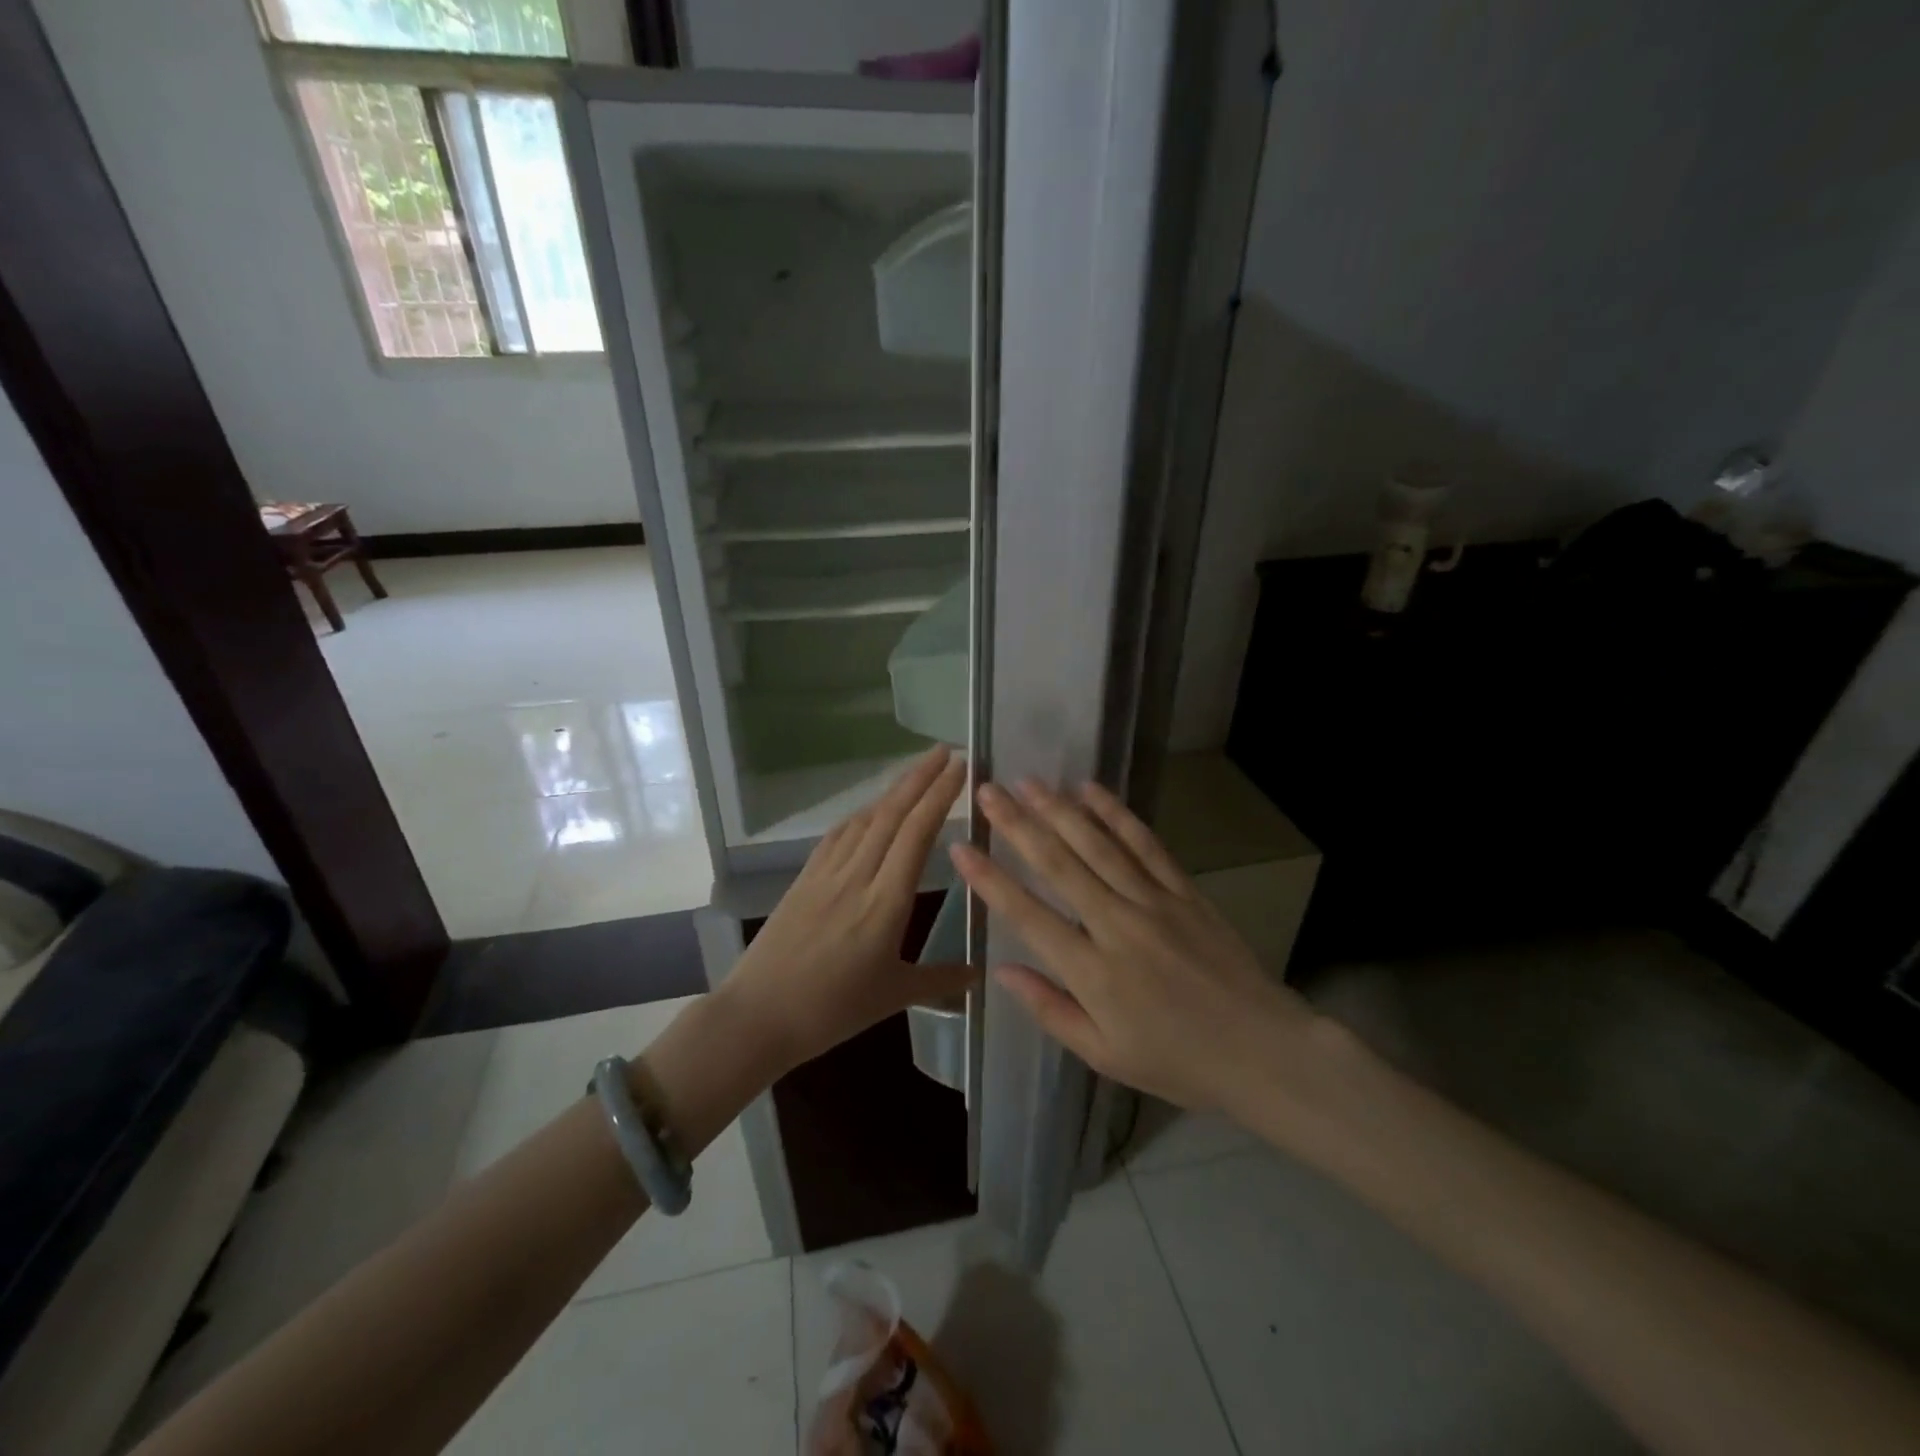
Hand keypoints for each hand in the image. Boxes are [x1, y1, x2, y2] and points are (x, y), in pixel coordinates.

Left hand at [723, 747, 974, 1073]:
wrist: (757, 1016)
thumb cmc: (831, 1010)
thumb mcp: (894, 997)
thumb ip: (941, 980)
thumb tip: (980, 973)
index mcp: (886, 902)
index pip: (917, 833)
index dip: (940, 795)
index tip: (960, 767)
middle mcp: (857, 876)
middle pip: (892, 814)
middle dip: (920, 777)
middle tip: (946, 751)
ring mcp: (826, 874)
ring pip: (865, 819)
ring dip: (892, 791)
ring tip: (916, 773)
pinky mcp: (804, 879)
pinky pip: (838, 835)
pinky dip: (861, 815)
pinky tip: (868, 812)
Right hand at [950, 778, 1319, 1112]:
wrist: (1261, 1049)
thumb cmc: (1176, 1060)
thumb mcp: (1104, 1054)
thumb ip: (1050, 1009)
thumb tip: (1003, 971)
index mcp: (1092, 971)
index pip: (1028, 915)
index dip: (990, 880)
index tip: (961, 847)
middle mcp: (1116, 925)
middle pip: (1059, 864)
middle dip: (1018, 825)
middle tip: (989, 791)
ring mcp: (1153, 901)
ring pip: (1097, 845)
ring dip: (1059, 810)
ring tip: (1028, 782)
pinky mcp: (1183, 890)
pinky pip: (1144, 844)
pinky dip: (1116, 814)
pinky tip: (1092, 791)